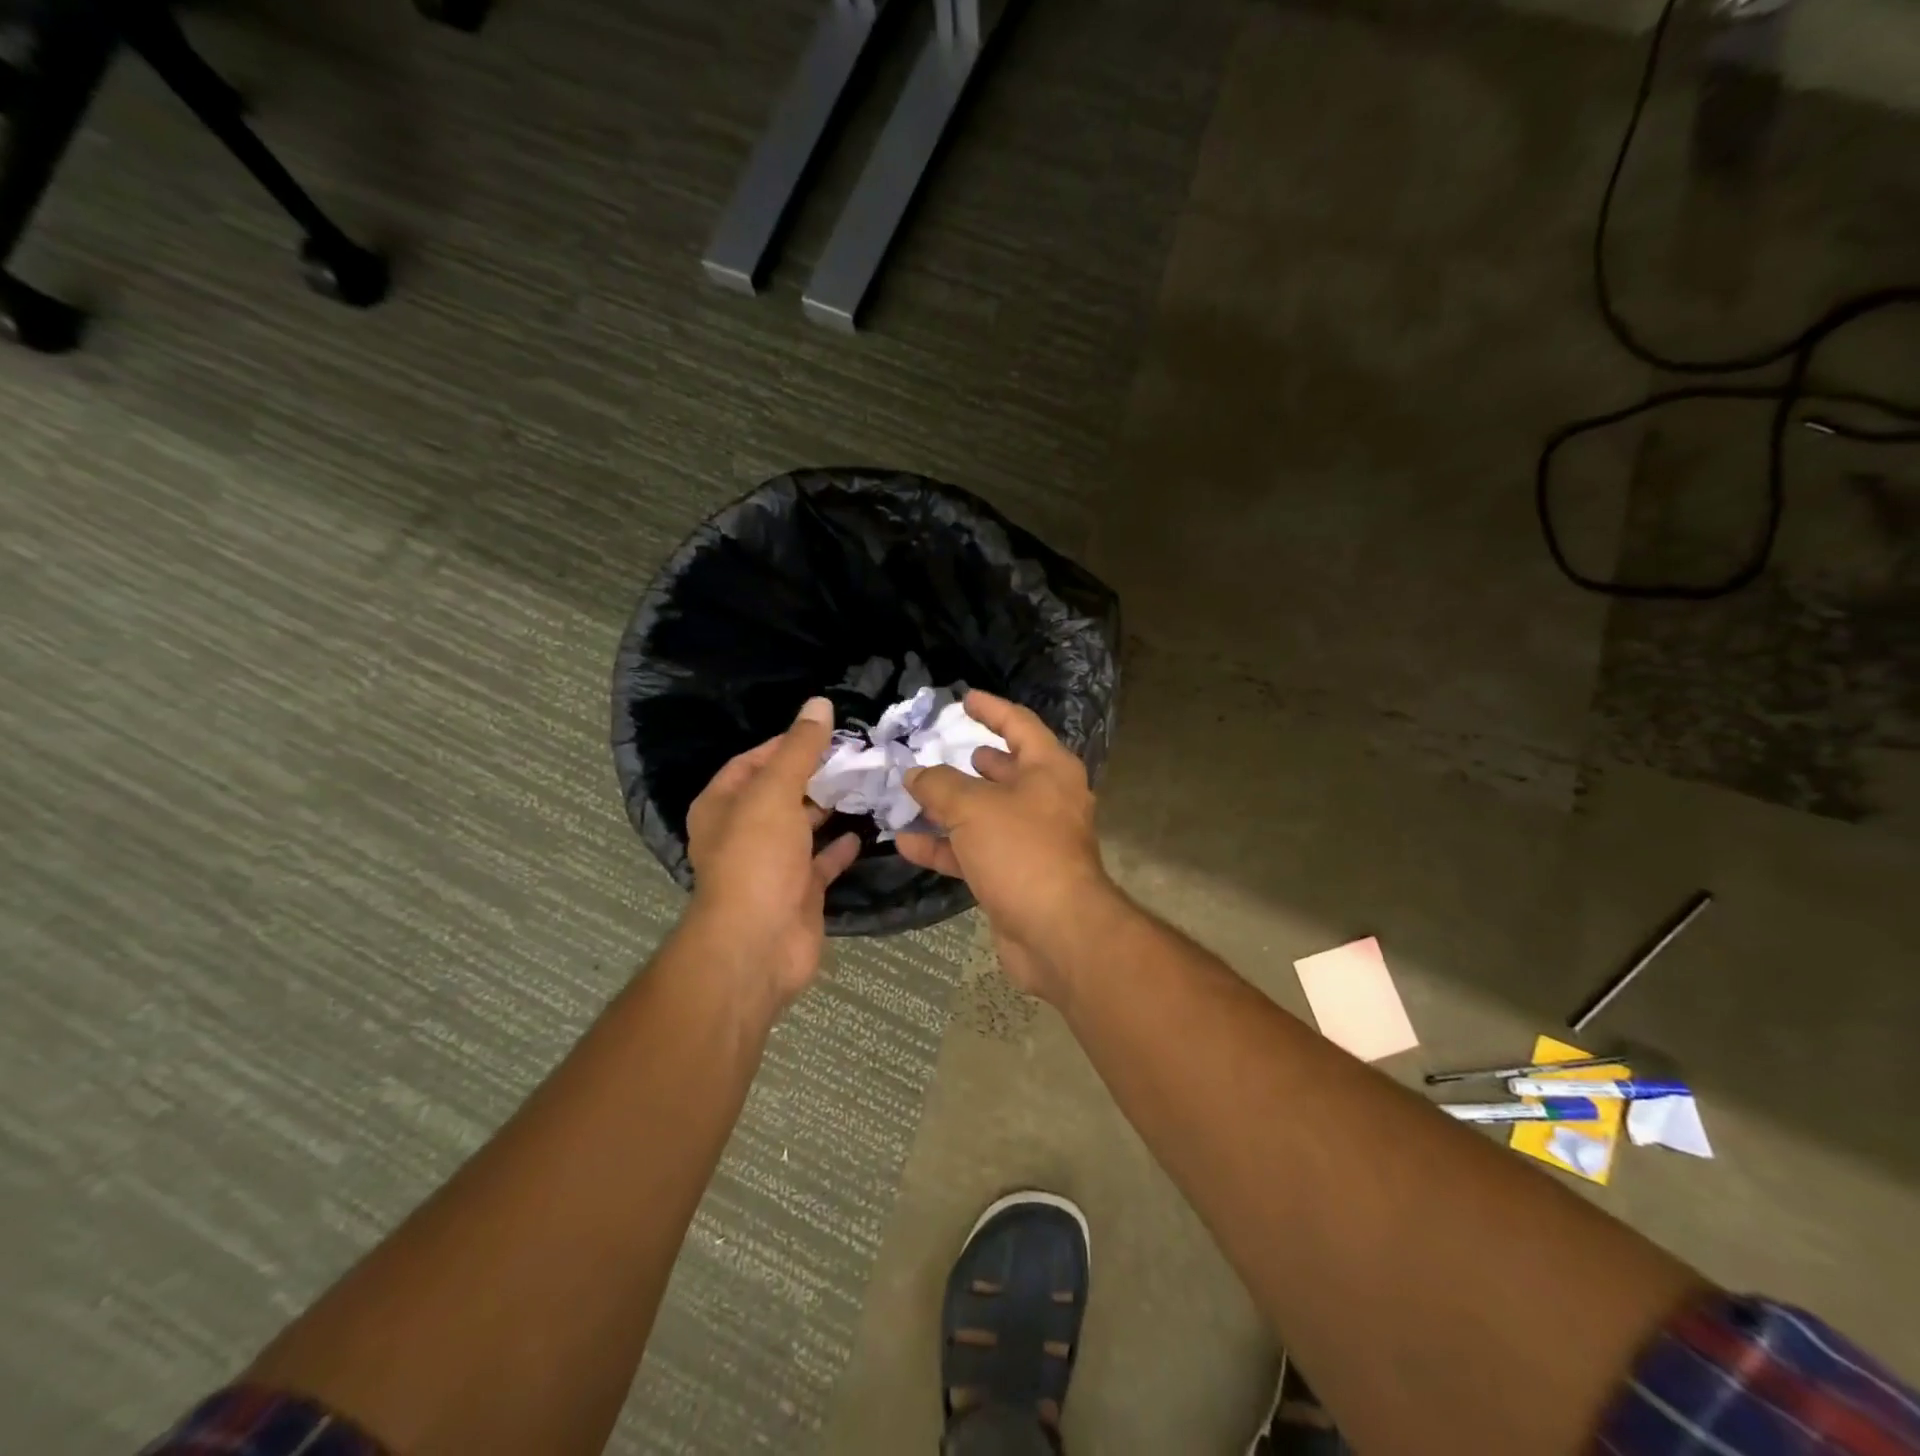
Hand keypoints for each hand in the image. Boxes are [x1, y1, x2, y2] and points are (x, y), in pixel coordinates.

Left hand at [683, 697, 859, 1010]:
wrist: (759, 943)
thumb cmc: (756, 859)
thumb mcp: (775, 792)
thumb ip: (798, 749)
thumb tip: (819, 704)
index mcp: (723, 805)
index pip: (751, 762)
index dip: (785, 744)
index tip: (826, 732)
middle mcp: (743, 832)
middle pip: (780, 793)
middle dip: (813, 774)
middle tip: (856, 755)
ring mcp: (772, 864)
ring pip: (802, 826)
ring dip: (828, 808)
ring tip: (866, 784)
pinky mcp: (799, 891)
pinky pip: (822, 861)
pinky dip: (840, 846)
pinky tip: (865, 830)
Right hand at [895, 691, 1117, 1001]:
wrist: (1056, 931)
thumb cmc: (1022, 851)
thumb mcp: (973, 807)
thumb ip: (939, 785)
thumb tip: (915, 774)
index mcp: (1049, 770)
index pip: (1019, 724)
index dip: (991, 709)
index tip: (964, 698)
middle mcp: (1045, 800)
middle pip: (1003, 771)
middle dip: (968, 761)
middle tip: (935, 749)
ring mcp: (1031, 840)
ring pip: (984, 814)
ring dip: (948, 807)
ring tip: (911, 793)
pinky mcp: (1015, 875)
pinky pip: (975, 851)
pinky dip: (944, 847)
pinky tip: (906, 843)